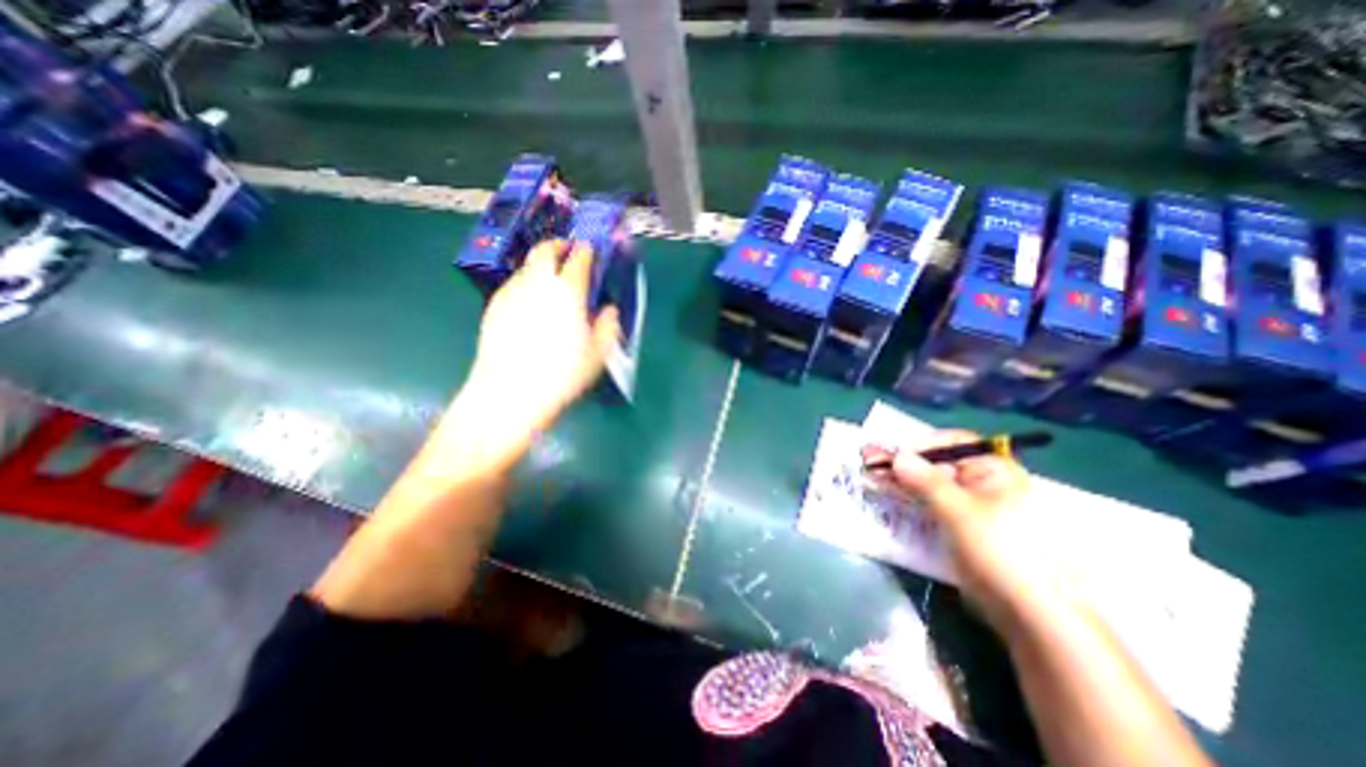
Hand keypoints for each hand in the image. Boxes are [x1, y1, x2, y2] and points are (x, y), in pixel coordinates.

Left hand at [463, 239, 622, 442]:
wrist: (510, 393)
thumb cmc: (562, 374)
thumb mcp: (597, 354)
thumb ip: (607, 327)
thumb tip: (609, 310)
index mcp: (568, 292)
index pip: (578, 258)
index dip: (586, 250)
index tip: (590, 250)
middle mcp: (538, 284)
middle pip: (545, 250)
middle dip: (558, 245)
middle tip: (567, 251)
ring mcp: (512, 292)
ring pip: (527, 265)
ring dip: (541, 264)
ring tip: (550, 279)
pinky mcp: (494, 306)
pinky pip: (514, 284)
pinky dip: (526, 282)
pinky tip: (530, 302)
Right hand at [863, 430, 1049, 625]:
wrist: (1030, 615)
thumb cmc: (998, 551)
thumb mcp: (958, 511)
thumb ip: (924, 480)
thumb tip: (897, 455)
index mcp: (994, 470)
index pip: (951, 443)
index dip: (918, 445)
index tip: (890, 454)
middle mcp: (984, 483)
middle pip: (936, 464)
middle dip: (902, 464)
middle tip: (869, 462)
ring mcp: (973, 507)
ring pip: (930, 486)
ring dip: (901, 482)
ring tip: (871, 478)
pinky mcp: (962, 528)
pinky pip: (931, 506)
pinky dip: (909, 501)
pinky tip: (888, 499)